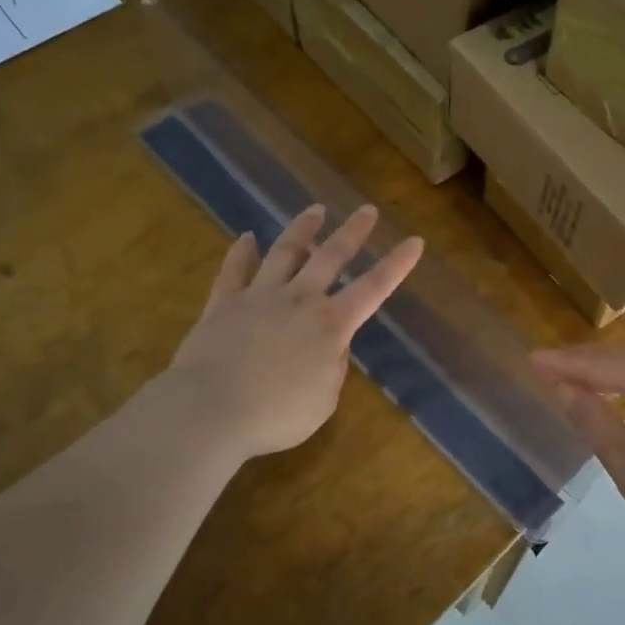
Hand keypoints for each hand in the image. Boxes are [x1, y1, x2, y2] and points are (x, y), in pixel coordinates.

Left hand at [167, 204, 422, 462]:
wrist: (210, 411)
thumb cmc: (276, 415)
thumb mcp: (324, 400)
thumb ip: (333, 367)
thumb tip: (330, 346)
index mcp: (331, 325)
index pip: (374, 288)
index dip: (397, 264)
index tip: (415, 240)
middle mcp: (299, 300)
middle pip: (331, 256)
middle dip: (353, 232)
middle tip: (367, 210)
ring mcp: (259, 297)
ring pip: (285, 252)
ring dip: (303, 229)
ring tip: (315, 210)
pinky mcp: (223, 303)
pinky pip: (234, 271)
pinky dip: (241, 252)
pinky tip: (246, 238)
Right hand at [530, 345, 624, 563]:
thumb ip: (592, 419)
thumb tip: (566, 387)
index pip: (597, 364)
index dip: (562, 363)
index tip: (531, 359)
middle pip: (620, 357)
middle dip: (583, 360)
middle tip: (550, 366)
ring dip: (607, 370)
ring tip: (579, 379)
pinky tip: (623, 400)